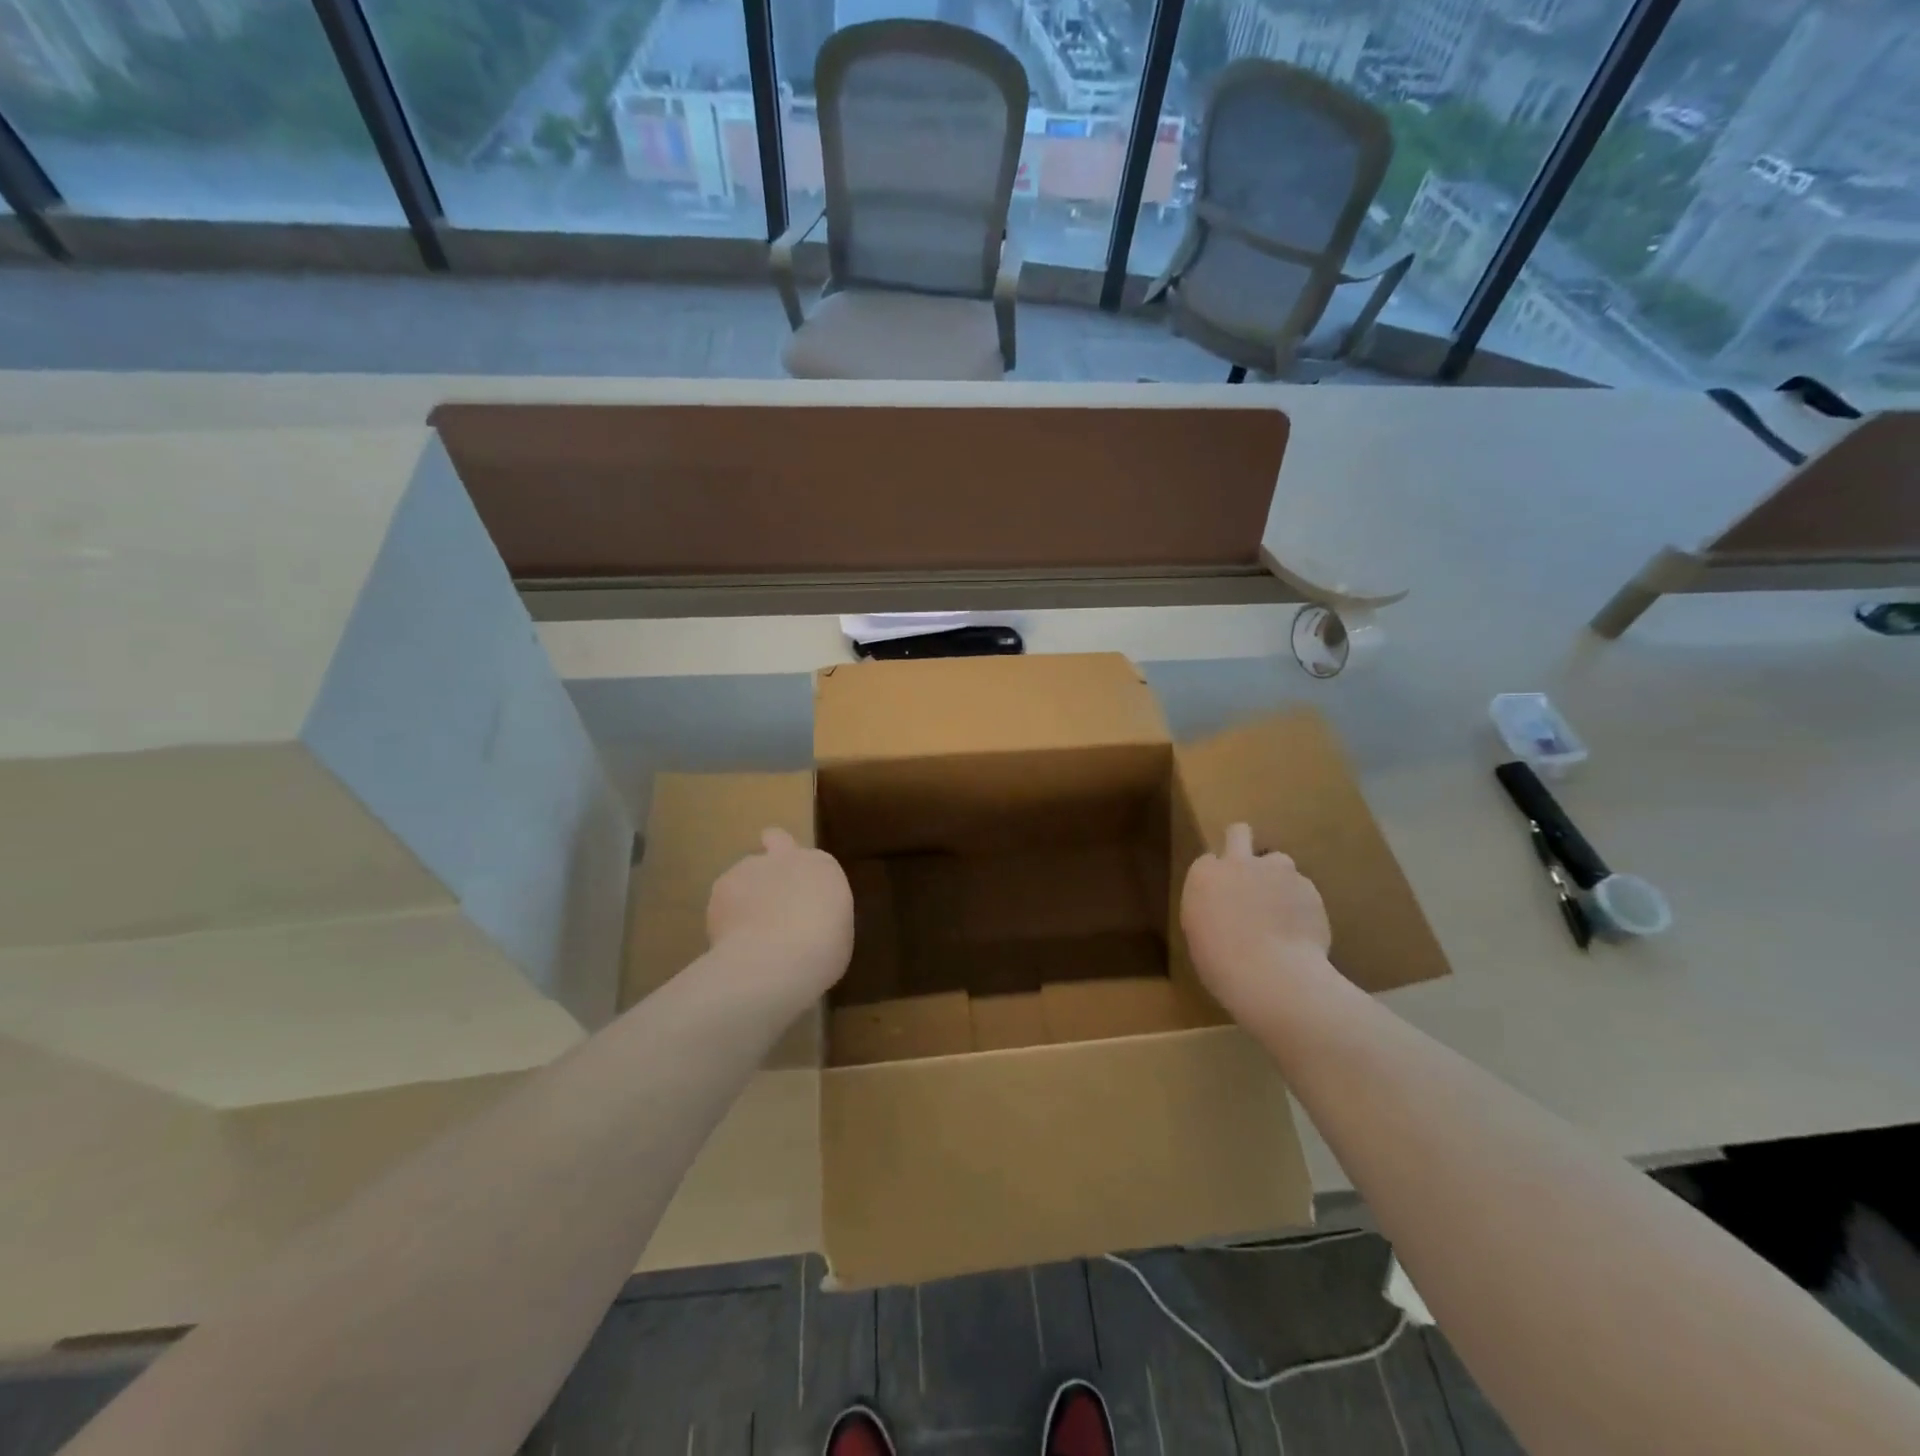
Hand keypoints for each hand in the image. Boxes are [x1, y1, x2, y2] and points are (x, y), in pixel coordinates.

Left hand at [707, 829, 854, 1003]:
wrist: (775, 960)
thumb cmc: (822, 952)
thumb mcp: (838, 933)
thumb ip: (820, 916)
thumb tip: (806, 922)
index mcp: (824, 867)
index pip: (815, 863)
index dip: (806, 880)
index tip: (804, 905)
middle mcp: (788, 857)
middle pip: (777, 839)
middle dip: (771, 856)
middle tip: (770, 890)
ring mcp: (752, 867)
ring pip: (746, 874)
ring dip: (747, 893)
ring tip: (746, 932)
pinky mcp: (722, 885)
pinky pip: (724, 897)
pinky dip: (726, 914)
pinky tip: (731, 940)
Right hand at [1181, 822, 1331, 1019]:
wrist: (1272, 975)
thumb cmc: (1220, 963)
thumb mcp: (1199, 935)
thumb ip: (1211, 910)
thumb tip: (1224, 911)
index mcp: (1204, 875)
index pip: (1208, 862)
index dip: (1217, 877)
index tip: (1222, 897)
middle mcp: (1238, 863)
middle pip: (1238, 832)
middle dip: (1242, 843)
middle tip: (1249, 872)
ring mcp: (1277, 871)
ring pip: (1278, 862)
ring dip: (1278, 879)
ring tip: (1282, 912)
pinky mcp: (1309, 887)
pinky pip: (1303, 890)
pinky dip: (1301, 905)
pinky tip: (1301, 932)